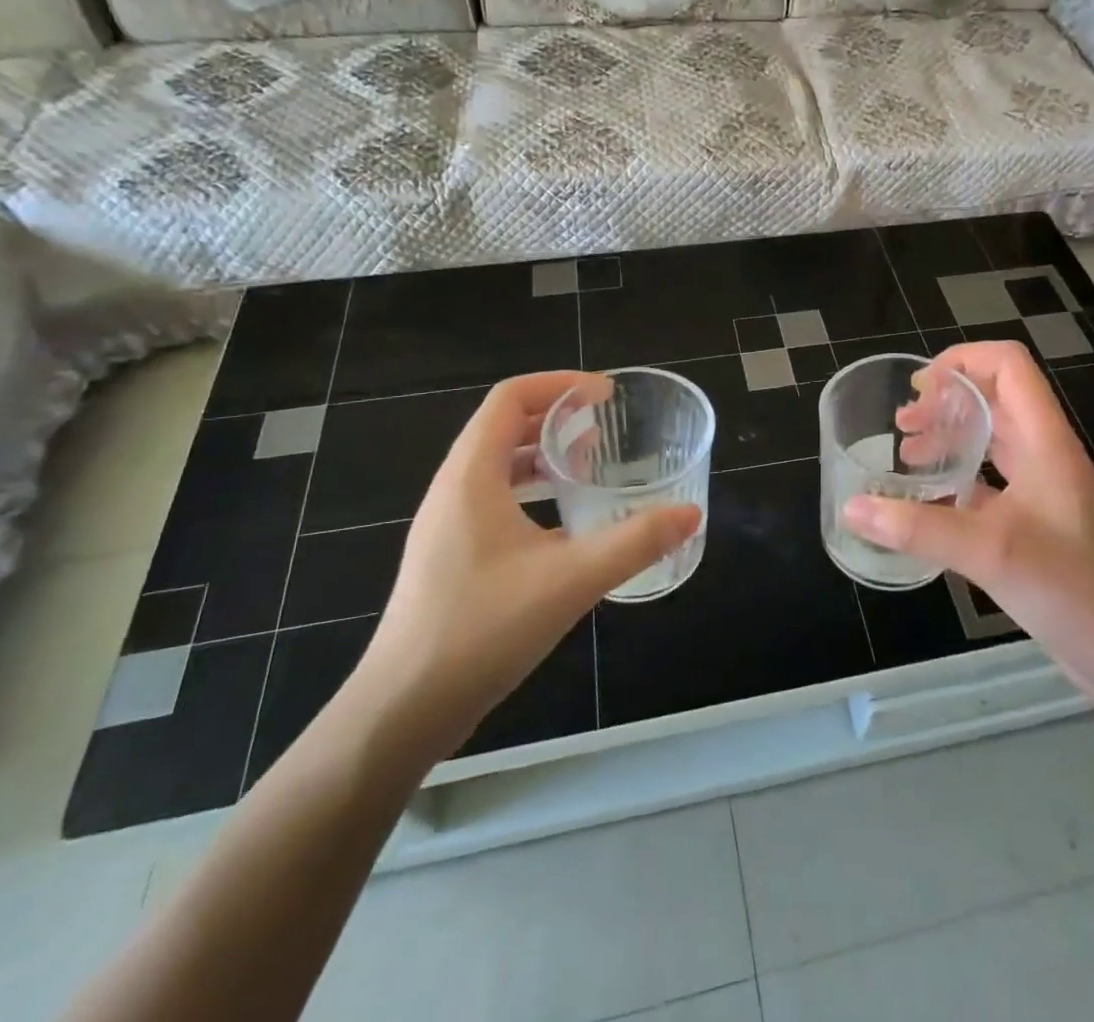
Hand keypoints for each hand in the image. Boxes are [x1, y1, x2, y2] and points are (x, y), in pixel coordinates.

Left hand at [350, 371, 698, 765]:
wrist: (404, 709)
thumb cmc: (482, 629)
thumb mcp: (570, 580)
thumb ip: (635, 542)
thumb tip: (690, 513)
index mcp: (472, 476)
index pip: (510, 398)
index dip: (559, 384)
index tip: (605, 394)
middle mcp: (453, 489)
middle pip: (503, 425)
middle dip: (556, 415)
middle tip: (604, 424)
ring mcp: (448, 524)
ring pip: (497, 464)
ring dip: (543, 453)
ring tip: (588, 463)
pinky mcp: (450, 555)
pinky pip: (493, 498)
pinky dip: (531, 489)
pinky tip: (564, 523)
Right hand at [843, 341, 1093, 705]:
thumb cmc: (1073, 588)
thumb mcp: (990, 552)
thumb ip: (918, 528)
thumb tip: (851, 509)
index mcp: (1044, 440)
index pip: (1008, 365)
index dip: (963, 360)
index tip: (919, 387)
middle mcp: (1045, 453)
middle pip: (995, 398)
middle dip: (945, 401)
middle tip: (902, 425)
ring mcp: (1043, 488)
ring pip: (992, 440)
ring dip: (950, 437)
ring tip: (908, 457)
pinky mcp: (1038, 521)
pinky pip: (991, 481)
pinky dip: (957, 479)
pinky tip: (928, 504)